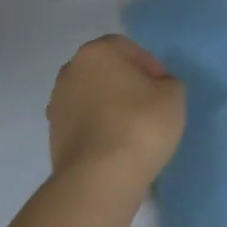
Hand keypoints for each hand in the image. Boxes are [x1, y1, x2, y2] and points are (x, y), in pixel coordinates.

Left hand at [46, 35, 185, 190]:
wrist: (98, 178)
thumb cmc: (140, 125)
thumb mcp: (173, 96)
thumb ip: (168, 83)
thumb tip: (157, 88)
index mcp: (97, 52)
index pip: (128, 48)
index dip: (150, 66)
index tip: (163, 89)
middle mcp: (70, 70)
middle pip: (106, 70)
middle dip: (126, 84)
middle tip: (150, 107)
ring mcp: (57, 102)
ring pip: (92, 96)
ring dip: (110, 107)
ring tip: (132, 131)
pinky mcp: (53, 133)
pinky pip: (83, 122)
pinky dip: (98, 128)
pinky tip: (115, 147)